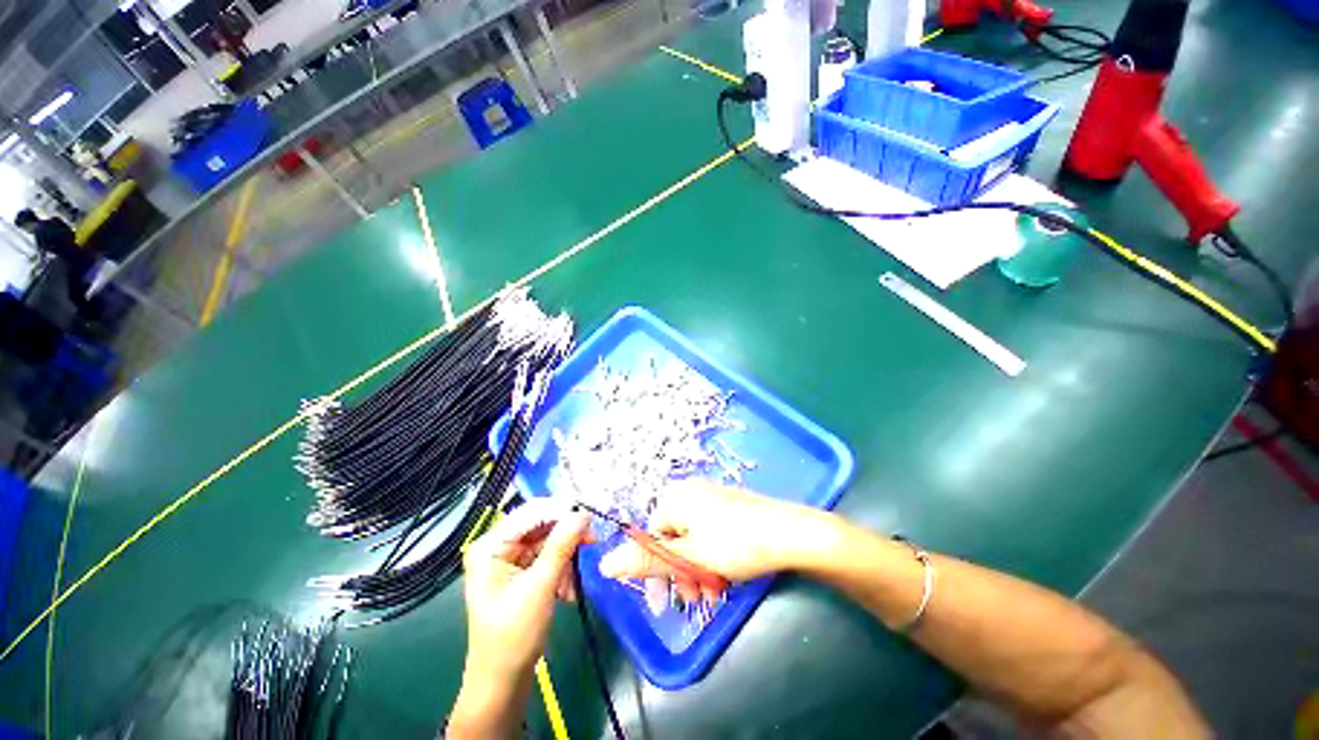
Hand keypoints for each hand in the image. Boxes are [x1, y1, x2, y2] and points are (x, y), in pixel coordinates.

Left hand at [451, 500, 589, 737]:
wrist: (503, 682)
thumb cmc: (514, 636)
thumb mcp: (541, 586)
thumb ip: (562, 545)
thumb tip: (582, 513)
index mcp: (491, 546)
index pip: (531, 513)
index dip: (561, 510)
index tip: (589, 515)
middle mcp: (498, 546)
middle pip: (540, 525)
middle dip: (566, 535)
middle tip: (592, 541)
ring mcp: (509, 559)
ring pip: (548, 541)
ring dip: (566, 555)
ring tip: (578, 575)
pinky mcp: (520, 572)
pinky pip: (547, 557)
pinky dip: (562, 568)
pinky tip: (569, 589)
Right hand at [598, 482, 833, 588]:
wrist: (790, 532)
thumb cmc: (736, 544)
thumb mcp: (689, 557)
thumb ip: (647, 559)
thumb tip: (603, 562)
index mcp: (674, 498)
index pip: (649, 536)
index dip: (655, 571)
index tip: (664, 602)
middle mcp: (688, 492)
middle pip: (670, 538)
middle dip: (679, 573)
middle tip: (693, 599)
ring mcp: (709, 497)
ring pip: (690, 539)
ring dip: (695, 570)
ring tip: (712, 593)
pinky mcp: (726, 505)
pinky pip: (706, 533)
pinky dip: (709, 557)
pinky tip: (723, 577)